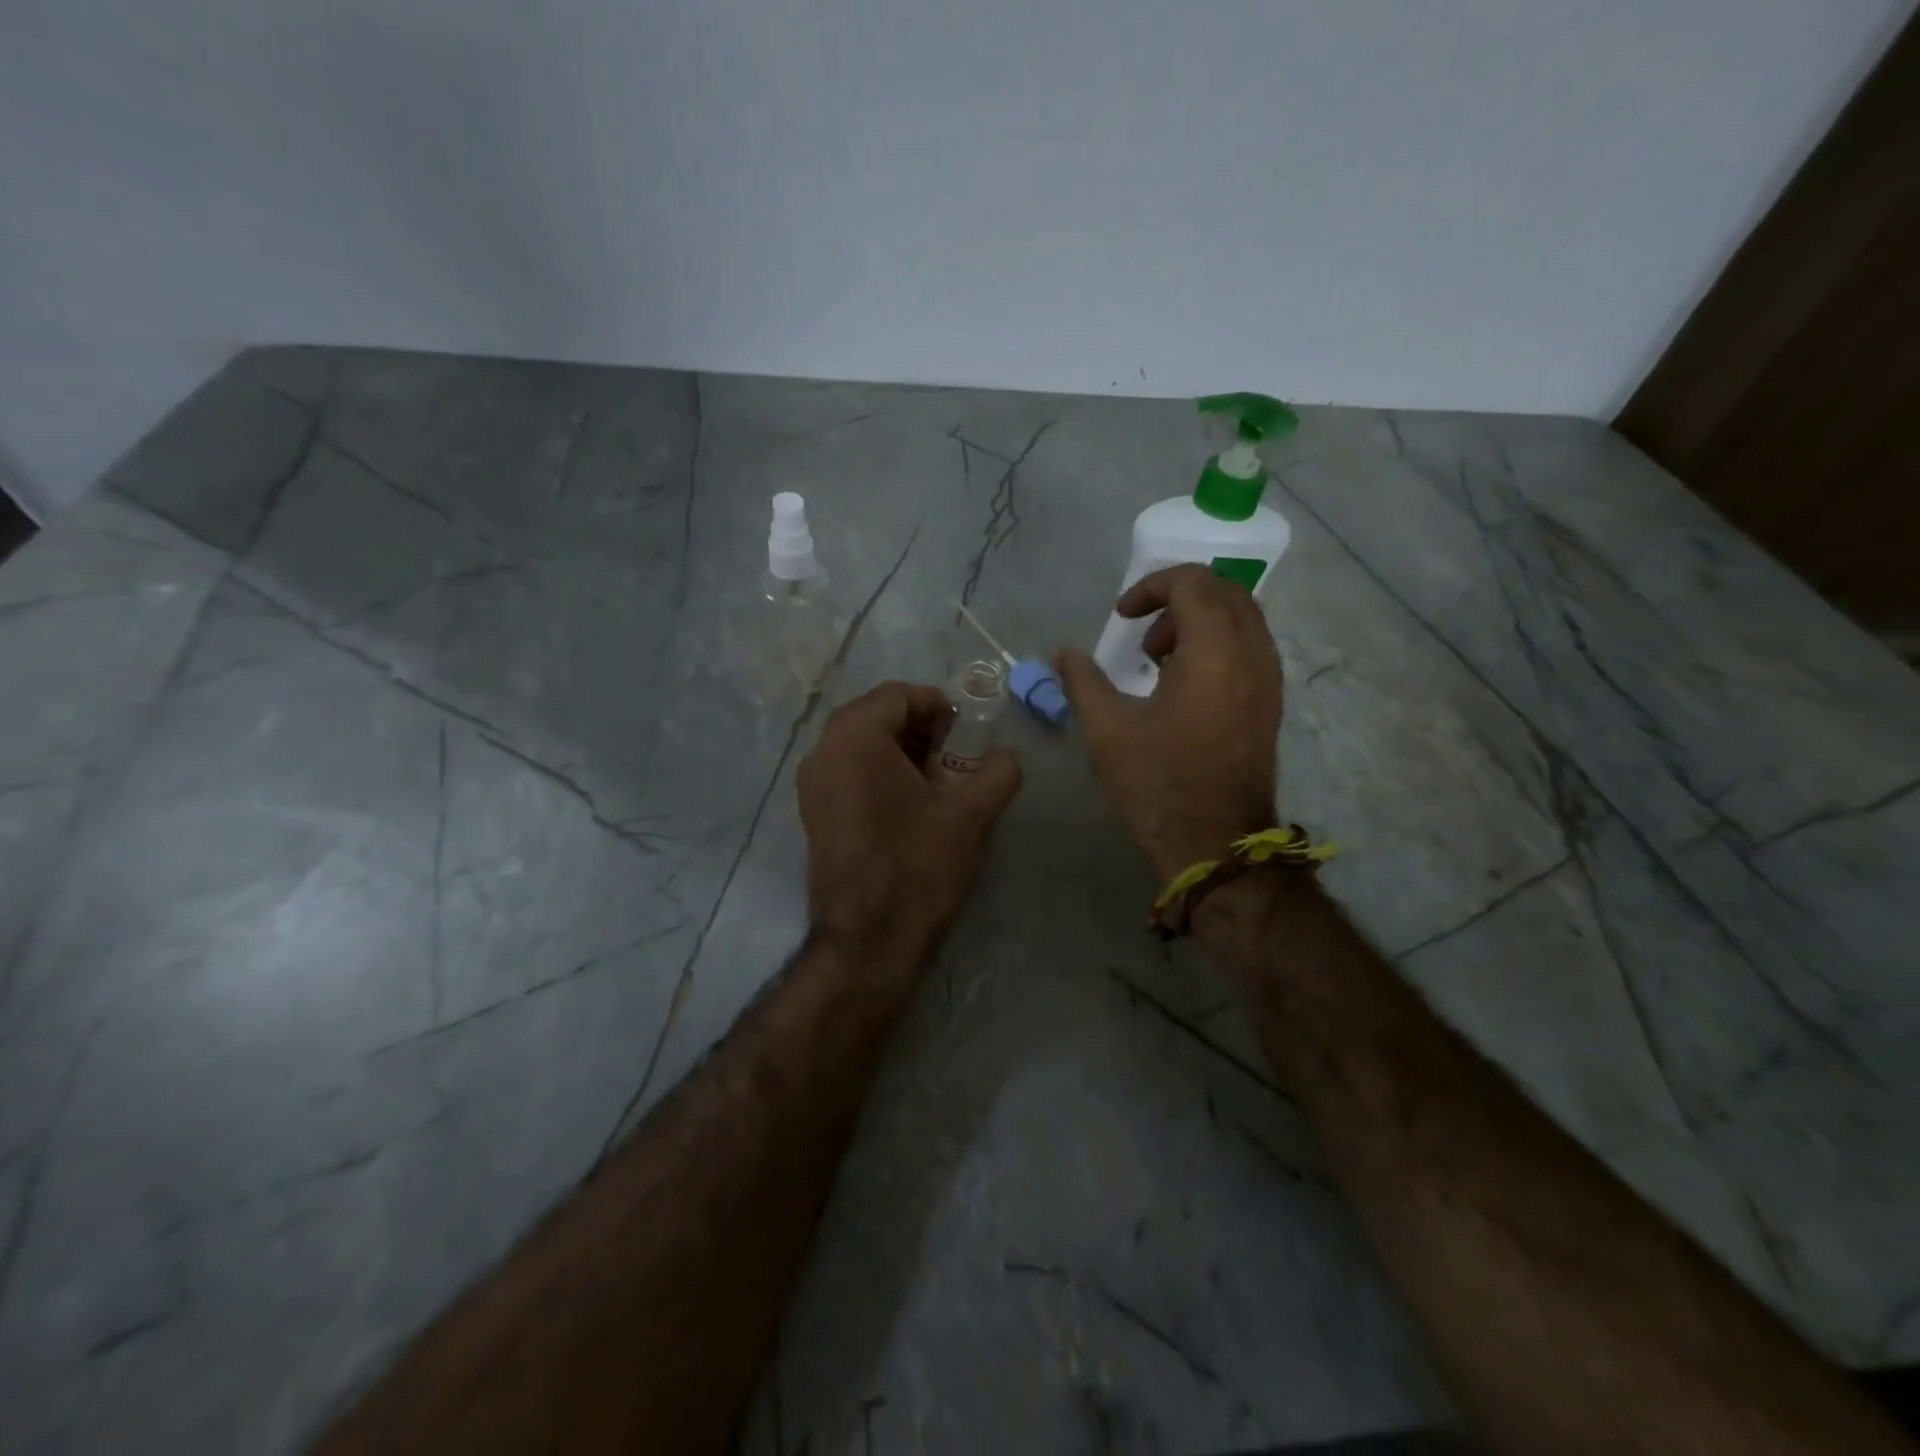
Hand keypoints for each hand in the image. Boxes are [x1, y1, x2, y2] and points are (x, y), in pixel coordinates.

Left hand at [797, 681, 1023, 965]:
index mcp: (855, 737)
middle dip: (921, 728)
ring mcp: (812, 785)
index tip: (968, 733)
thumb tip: (1007, 755)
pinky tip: (912, 806)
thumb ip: (998, 771)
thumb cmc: (918, 866)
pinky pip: (849, 773)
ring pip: (861, 745)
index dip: (939, 705)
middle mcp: (823, 751)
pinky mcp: (814, 814)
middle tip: (958, 755)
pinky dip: (881, 774)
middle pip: (877, 716)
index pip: (899, 694)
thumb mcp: (971, 814)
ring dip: (902, 751)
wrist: (867, 941)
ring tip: (940, 782)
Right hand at [1055, 565, 1282, 879]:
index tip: (1121, 617)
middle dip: (1179, 598)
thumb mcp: (1107, 730)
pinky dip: (1217, 644)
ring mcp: (1268, 680)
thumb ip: (1083, 681)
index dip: (1151, 587)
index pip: (1193, 582)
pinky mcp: (1269, 704)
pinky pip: (1249, 648)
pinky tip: (1184, 685)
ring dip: (1200, 621)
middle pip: (1225, 591)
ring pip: (1242, 618)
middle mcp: (1253, 655)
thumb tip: (1063, 653)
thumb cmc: (1159, 783)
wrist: (1215, 843)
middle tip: (1143, 634)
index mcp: (1215, 652)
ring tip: (1160, 660)